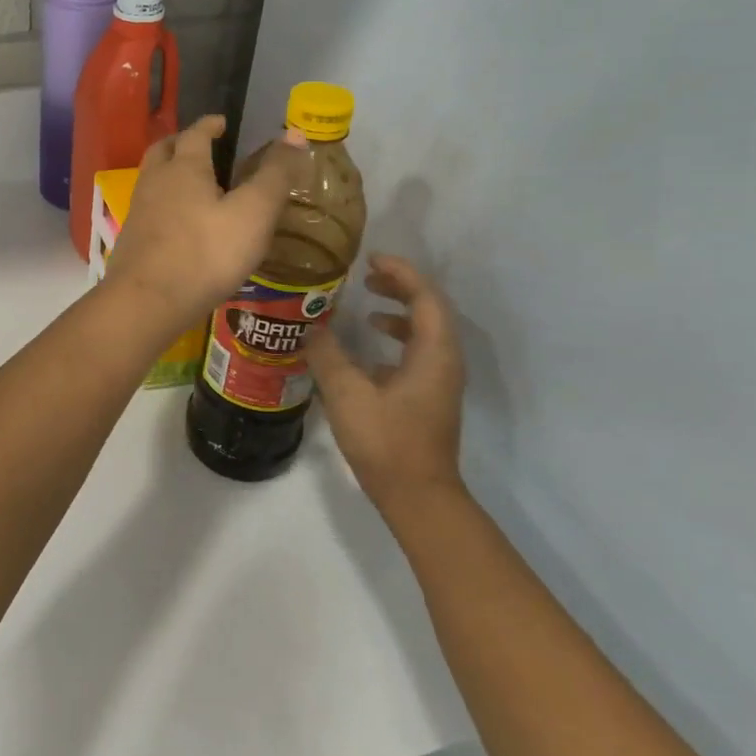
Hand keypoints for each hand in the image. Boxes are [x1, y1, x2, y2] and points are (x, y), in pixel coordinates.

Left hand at [101, 116, 300, 330]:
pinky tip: (179, 224)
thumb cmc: (205, 253)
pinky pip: (149, 209)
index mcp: (184, 168)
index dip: (209, 125)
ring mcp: (139, 212)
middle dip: (181, 143)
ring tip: (192, 185)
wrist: (147, 301)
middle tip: (200, 146)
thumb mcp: (254, 213)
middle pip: (162, 150)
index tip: (221, 122)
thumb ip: (275, 175)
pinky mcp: (132, 241)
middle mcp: (155, 182)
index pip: (195, 134)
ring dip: (169, 173)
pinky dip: (164, 204)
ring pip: (152, 180)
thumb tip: (295, 134)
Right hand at [306, 255, 465, 511]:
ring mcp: (438, 382)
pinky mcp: (428, 399)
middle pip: (429, 310)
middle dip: (400, 288)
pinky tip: (365, 352)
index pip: (425, 297)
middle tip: (367, 277)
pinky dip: (395, 341)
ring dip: (398, 314)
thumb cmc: (386, 441)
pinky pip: (416, 354)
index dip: (401, 273)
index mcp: (434, 353)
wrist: (417, 496)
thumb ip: (328, 355)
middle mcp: (444, 362)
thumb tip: (312, 327)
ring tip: (365, 309)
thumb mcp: (347, 394)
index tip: (371, 259)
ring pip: (424, 334)